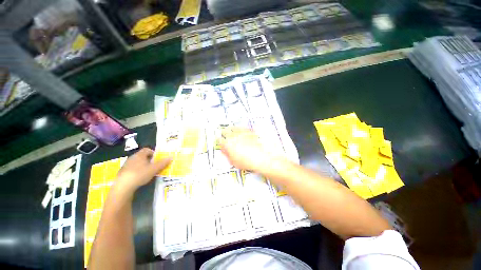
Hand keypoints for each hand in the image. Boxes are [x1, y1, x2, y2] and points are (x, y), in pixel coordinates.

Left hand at [115, 148, 171, 193]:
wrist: (123, 186)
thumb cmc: (140, 174)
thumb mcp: (154, 169)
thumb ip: (163, 163)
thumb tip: (171, 157)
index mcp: (139, 155)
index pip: (147, 149)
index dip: (153, 153)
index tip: (157, 159)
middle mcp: (132, 158)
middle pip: (142, 156)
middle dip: (149, 160)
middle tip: (155, 166)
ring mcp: (126, 165)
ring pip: (137, 163)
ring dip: (143, 166)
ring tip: (148, 173)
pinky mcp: (122, 172)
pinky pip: (132, 169)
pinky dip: (137, 171)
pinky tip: (140, 178)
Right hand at [220, 128, 279, 172]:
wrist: (261, 157)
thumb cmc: (248, 161)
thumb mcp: (233, 161)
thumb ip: (227, 154)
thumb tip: (224, 150)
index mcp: (228, 144)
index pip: (219, 140)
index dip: (219, 141)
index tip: (220, 141)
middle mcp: (233, 136)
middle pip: (225, 131)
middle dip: (224, 133)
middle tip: (224, 135)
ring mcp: (241, 132)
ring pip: (233, 127)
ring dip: (231, 130)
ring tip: (231, 131)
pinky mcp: (248, 131)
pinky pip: (241, 127)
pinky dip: (239, 129)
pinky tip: (240, 131)